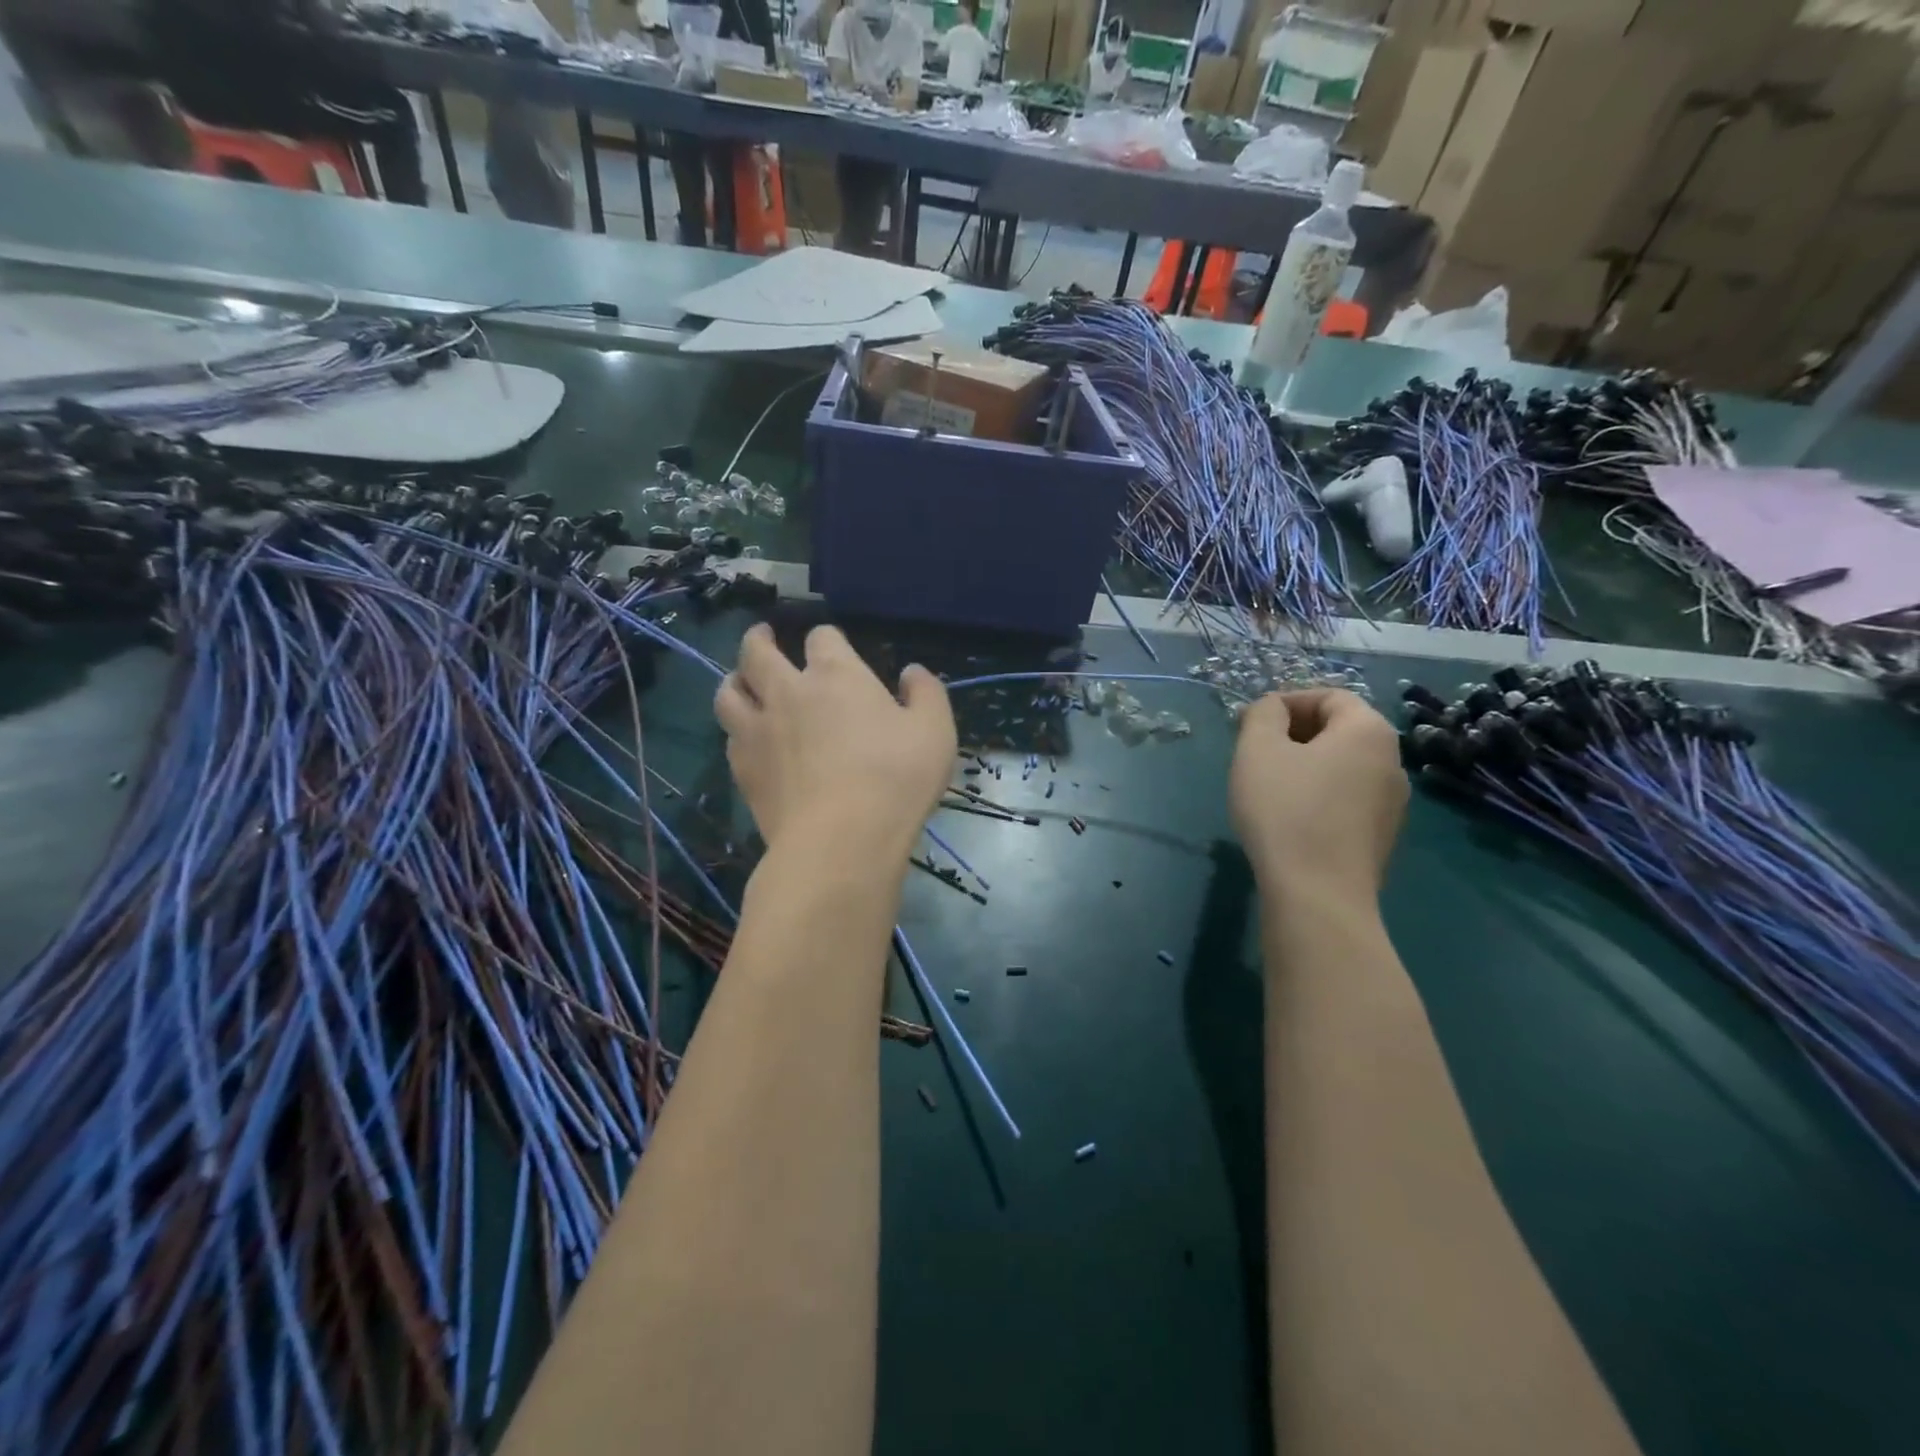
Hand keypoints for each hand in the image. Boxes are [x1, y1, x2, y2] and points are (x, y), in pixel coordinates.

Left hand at [715, 623, 956, 859]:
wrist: (840, 841)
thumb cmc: (895, 779)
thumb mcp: (935, 732)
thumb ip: (927, 694)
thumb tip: (912, 672)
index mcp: (836, 675)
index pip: (821, 638)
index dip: (826, 638)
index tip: (832, 645)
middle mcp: (787, 692)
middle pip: (757, 652)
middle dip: (759, 639)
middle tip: (762, 636)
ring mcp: (758, 731)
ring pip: (728, 691)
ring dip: (735, 680)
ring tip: (741, 681)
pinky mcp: (743, 770)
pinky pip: (729, 737)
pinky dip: (736, 729)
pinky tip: (747, 739)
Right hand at [1229, 689, 1407, 902]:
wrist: (1318, 893)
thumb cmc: (1285, 809)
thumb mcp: (1258, 749)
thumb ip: (1263, 714)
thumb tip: (1273, 709)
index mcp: (1368, 731)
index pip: (1330, 696)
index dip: (1286, 701)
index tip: (1249, 722)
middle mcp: (1392, 761)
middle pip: (1340, 730)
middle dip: (1293, 732)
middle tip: (1253, 751)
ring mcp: (1392, 803)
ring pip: (1342, 766)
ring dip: (1305, 765)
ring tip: (1267, 785)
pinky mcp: (1381, 836)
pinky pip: (1346, 798)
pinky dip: (1318, 794)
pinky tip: (1289, 817)